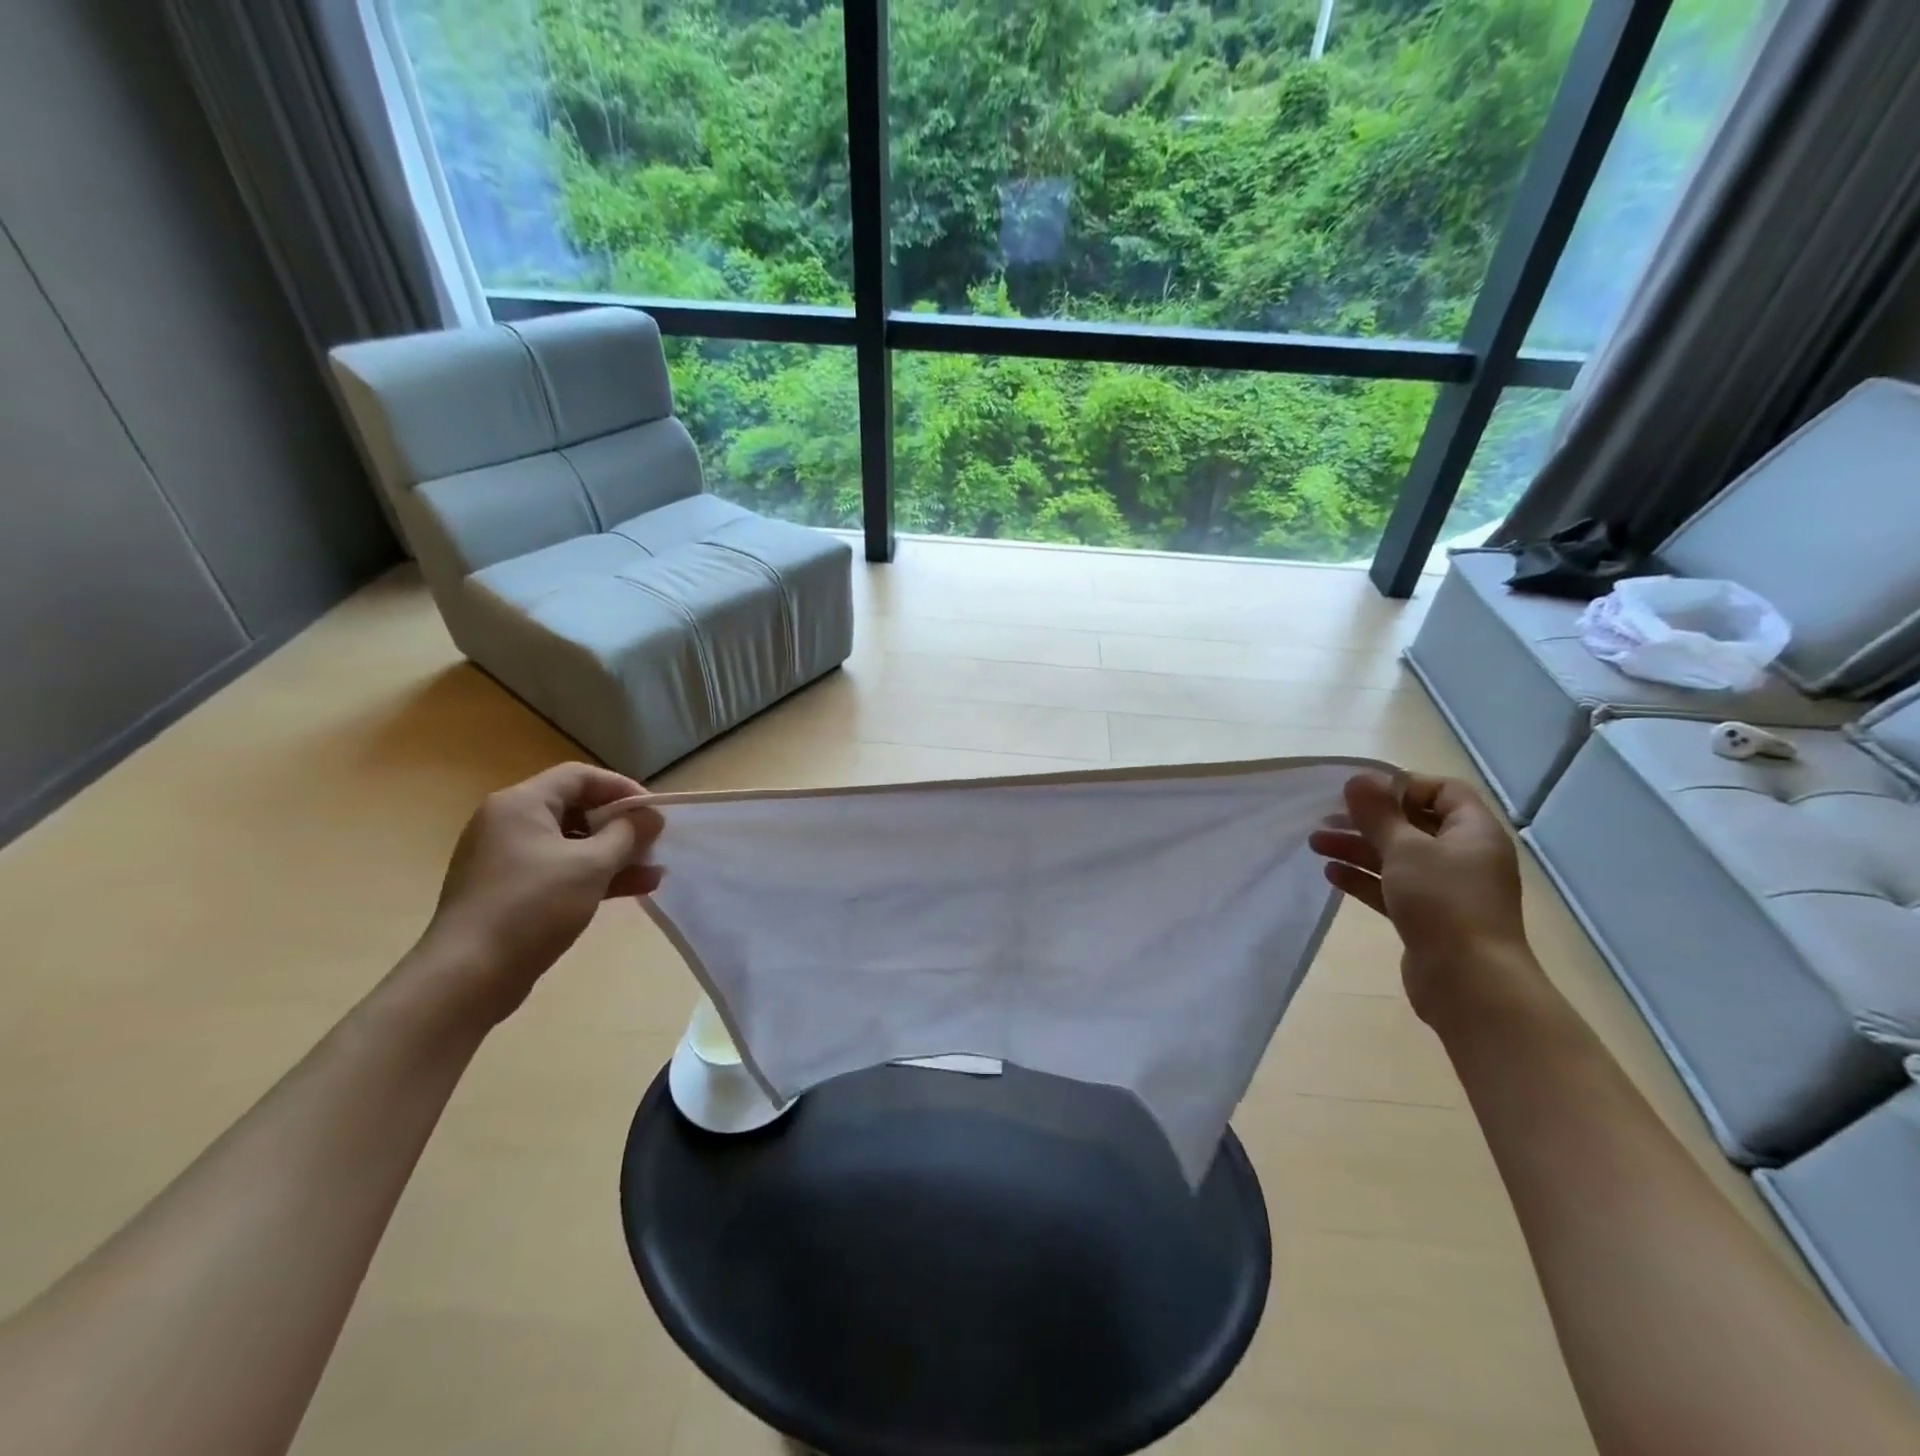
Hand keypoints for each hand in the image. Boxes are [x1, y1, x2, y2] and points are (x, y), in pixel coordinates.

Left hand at [419, 763, 663, 1019]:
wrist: (468, 976)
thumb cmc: (533, 906)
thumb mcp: (592, 865)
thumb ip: (628, 834)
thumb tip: (650, 816)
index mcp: (521, 804)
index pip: (580, 777)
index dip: (622, 788)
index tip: (654, 812)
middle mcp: (508, 823)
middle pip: (575, 809)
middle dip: (620, 826)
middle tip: (654, 843)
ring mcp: (505, 859)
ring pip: (570, 844)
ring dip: (613, 855)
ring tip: (652, 873)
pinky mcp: (508, 891)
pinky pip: (558, 870)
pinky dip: (591, 876)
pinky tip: (629, 890)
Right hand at [1309, 773, 1533, 1022]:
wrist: (1469, 983)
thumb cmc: (1443, 903)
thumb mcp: (1405, 849)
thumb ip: (1378, 813)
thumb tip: (1358, 778)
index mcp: (1473, 832)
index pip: (1443, 791)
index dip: (1402, 786)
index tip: (1362, 793)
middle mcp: (1464, 856)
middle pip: (1412, 824)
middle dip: (1367, 820)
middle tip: (1325, 817)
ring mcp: (1447, 890)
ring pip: (1397, 857)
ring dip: (1357, 848)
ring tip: (1315, 843)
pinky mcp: (1428, 918)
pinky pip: (1392, 887)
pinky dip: (1364, 878)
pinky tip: (1331, 874)